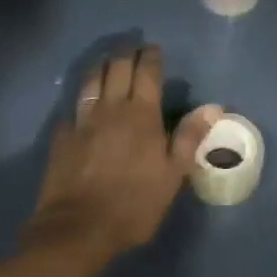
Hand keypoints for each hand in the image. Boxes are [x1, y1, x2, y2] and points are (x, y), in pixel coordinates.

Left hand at [25, 45, 218, 260]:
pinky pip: (72, 109)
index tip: (153, 48)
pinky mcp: (62, 137)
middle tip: (131, 47)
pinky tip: (80, 104)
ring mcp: (83, 121)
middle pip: (117, 68)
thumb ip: (190, 137)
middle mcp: (112, 108)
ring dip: (100, 66)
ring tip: (105, 60)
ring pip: (91, 81)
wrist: (78, 230)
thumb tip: (214, 106)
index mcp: (142, 114)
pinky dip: (79, 100)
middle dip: (125, 53)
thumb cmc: (134, 204)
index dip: (151, 57)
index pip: (147, 73)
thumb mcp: (172, 175)